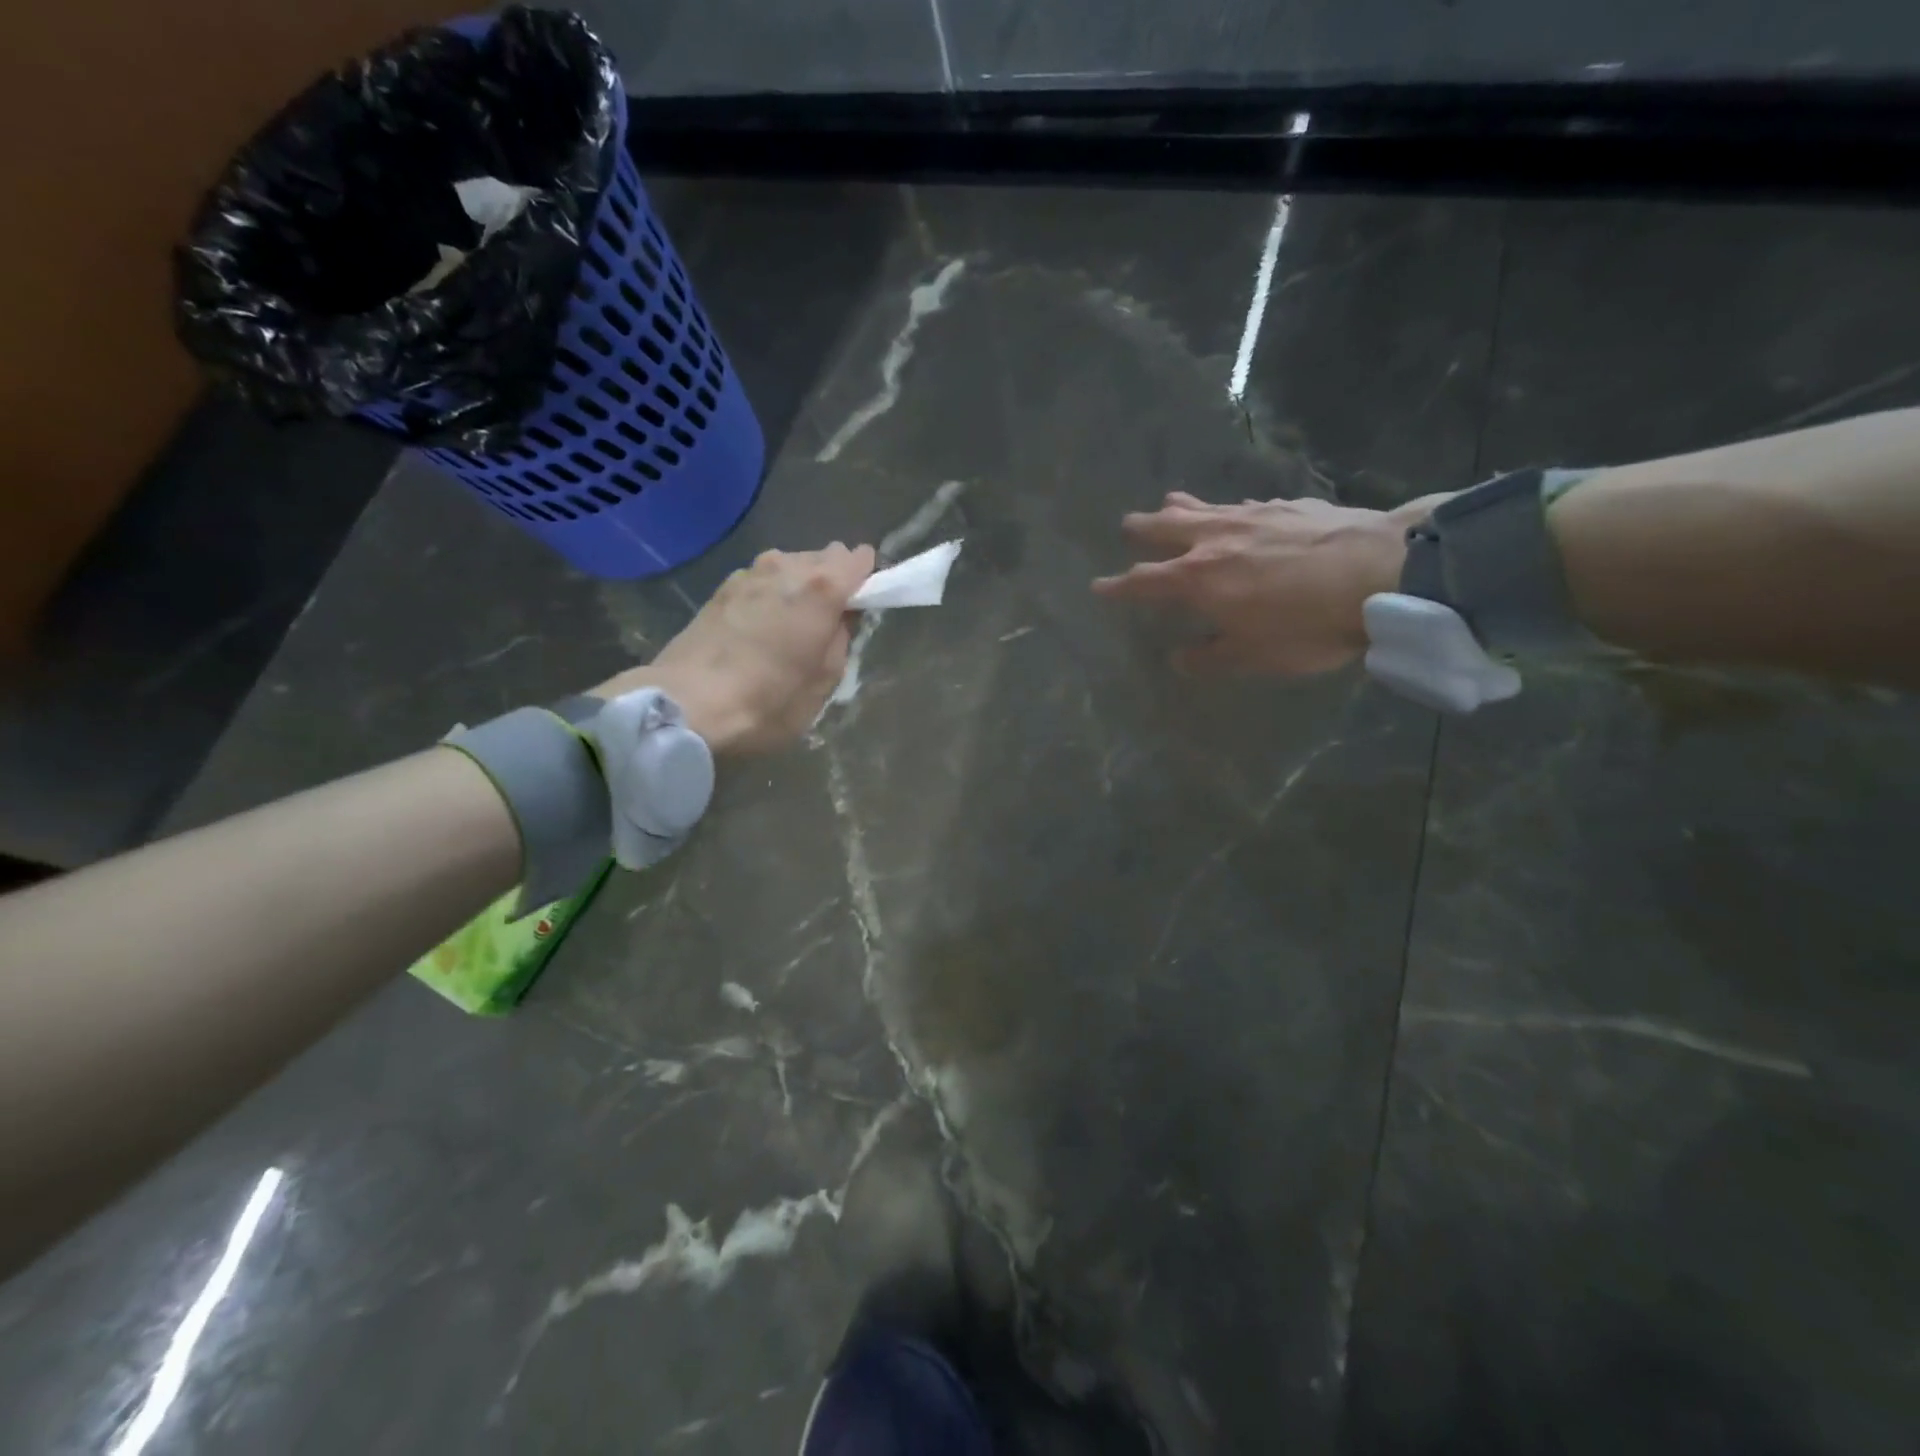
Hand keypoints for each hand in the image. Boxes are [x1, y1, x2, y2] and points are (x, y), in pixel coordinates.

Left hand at [594, 543, 875, 753]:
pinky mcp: (721, 588)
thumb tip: (840, 618)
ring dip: (797, 586)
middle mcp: (787, 566)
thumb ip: (842, 640)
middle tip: (826, 623)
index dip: (866, 580)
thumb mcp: (825, 682)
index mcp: (822, 587)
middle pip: (824, 557)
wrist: (688, 704)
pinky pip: (761, 580)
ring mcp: (749, 572)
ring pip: (790, 566)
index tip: (862, 607)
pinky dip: (769, 595)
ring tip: (789, 626)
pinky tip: (759, 628)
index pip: (860, 558)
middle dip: (832, 581)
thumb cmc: (769, 700)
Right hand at [1093, 491, 1441, 675]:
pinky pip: (1245, 505)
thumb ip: (1211, 657)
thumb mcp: (1253, 656)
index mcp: (1197, 579)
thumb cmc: (1306, 624)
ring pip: (1204, 507)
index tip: (1098, 586)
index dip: (1118, 587)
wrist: (1380, 572)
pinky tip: (1238, 509)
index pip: (1144, 582)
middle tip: (1128, 526)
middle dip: (1143, 529)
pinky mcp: (1287, 505)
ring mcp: (1251, 517)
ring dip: (1181, 506)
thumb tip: (1178, 659)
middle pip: (1167, 529)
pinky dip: (1229, 508)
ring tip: (1168, 500)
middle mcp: (1214, 540)